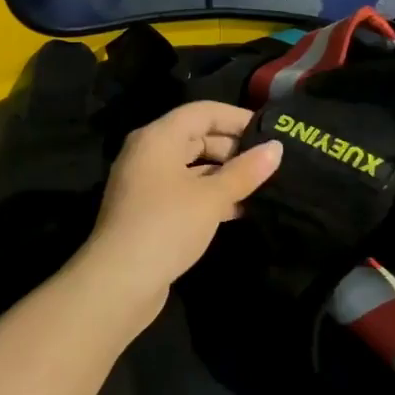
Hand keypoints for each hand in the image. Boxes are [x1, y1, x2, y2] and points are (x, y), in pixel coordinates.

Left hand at [80, 101, 283, 311]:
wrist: (118, 282)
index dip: (237, 118)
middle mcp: (148, 154)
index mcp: (158, 138)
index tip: (270, 132)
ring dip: (224, 175)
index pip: (202, 112)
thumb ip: (245, 171)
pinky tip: (239, 209)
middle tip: (270, 162)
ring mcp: (146, 184)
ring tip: (262, 186)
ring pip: (192, 167)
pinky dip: (210, 196)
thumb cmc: (166, 226)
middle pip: (196, 138)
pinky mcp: (149, 211)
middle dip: (233, 148)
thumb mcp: (211, 197)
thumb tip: (276, 148)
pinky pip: (185, 191)